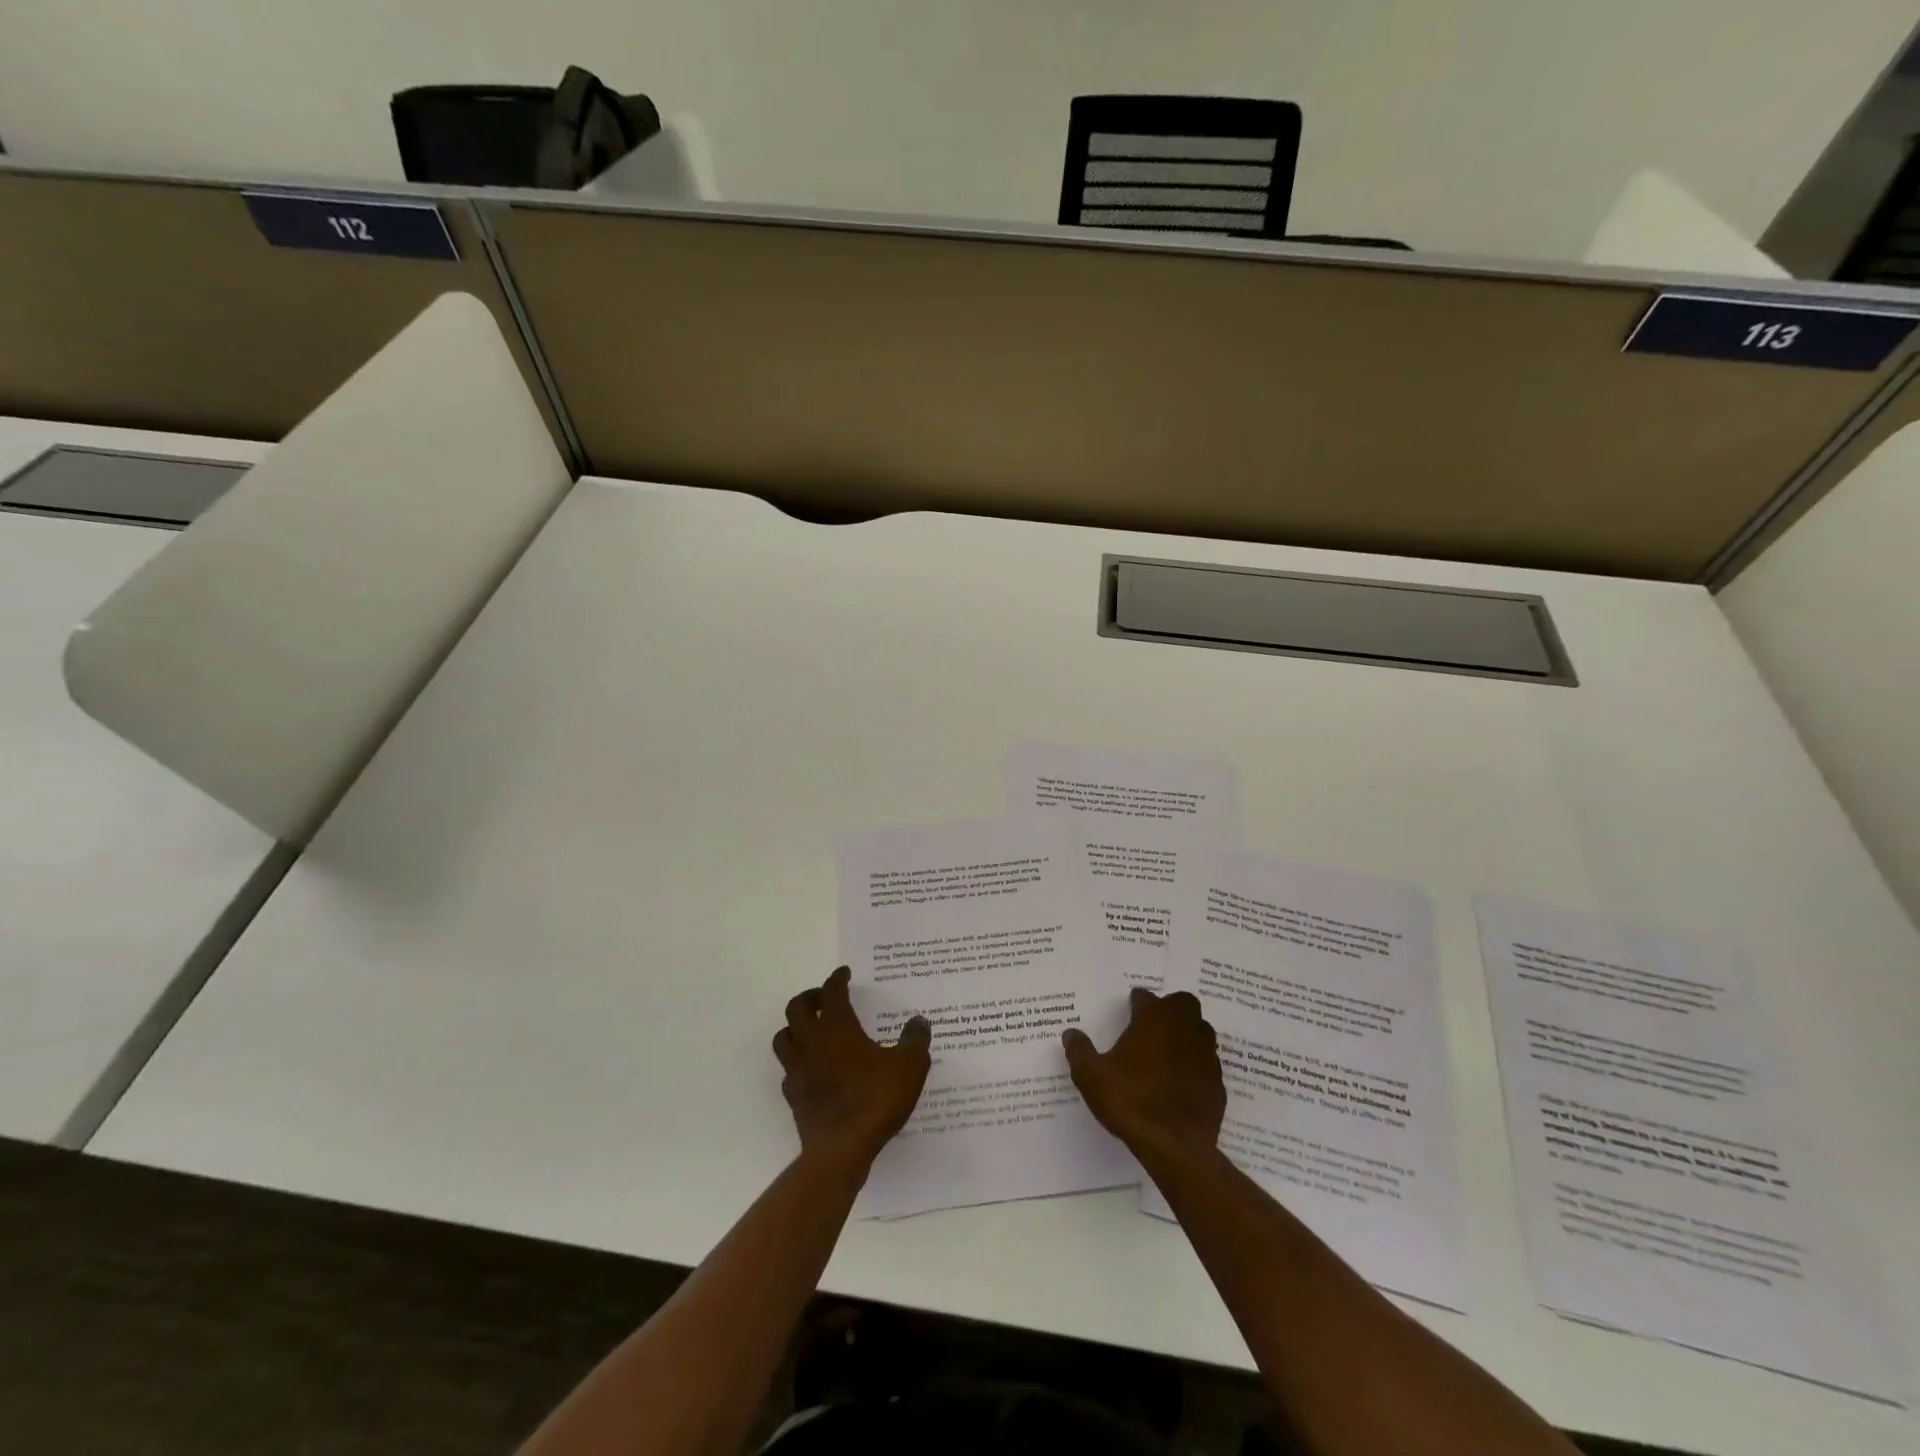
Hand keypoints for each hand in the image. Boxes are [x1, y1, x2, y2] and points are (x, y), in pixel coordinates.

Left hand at [772, 966, 931, 1173]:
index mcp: (837, 1027)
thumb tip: (919, 1021)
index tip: (844, 973)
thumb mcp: (910, 1066)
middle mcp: (812, 1042)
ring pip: (784, 1037)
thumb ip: (915, 1040)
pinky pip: (788, 1070)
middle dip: (810, 998)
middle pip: (796, 1008)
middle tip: (825, 998)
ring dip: (795, 1027)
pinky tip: (813, 1068)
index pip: (831, 992)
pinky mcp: (793, 1096)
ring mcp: (798, 1070)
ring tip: (812, 1029)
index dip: (837, 979)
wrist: (842, 1150)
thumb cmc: (875, 1099)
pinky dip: (798, 1062)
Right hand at [1063, 987, 1224, 1165]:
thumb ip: (1080, 1051)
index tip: (1130, 1008)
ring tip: (1168, 1051)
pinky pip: (1207, 1064)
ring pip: (1201, 1031)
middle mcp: (1183, 1029)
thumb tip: (1071, 1034)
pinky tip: (1182, 1082)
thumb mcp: (1091, 1076)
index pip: (1146, 997)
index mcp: (1153, 1020)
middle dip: (1170, 1008)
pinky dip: (1196, 1066)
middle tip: (1154, 1024)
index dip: (1137, 1001)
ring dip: (1187, 1034)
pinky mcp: (1218, 1083)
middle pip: (1183, 1004)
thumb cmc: (1130, 1100)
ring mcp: (1205, 1056)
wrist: (1175, 1146)